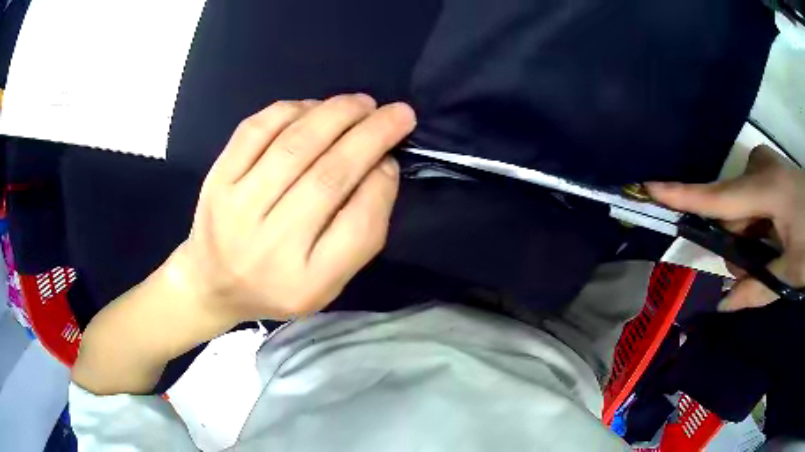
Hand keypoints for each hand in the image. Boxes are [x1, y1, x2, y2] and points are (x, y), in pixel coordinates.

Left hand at [169, 94, 415, 322]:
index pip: (359, 226)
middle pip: (329, 177)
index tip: (395, 158)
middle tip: (398, 113)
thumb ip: (359, 232)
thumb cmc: (276, 284)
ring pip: (295, 145)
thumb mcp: (327, 282)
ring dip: (336, 114)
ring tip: (362, 103)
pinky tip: (314, 107)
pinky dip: (292, 110)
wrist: (214, 282)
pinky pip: (257, 130)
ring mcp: (238, 208)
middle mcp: (271, 244)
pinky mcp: (218, 179)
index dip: (383, 184)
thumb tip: (381, 165)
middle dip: (372, 135)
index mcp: (307, 281)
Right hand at [647, 145, 804, 311]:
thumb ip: (758, 289)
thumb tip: (724, 307)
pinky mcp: (770, 169)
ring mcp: (765, 166)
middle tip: (756, 266)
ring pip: (741, 207)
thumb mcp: (790, 273)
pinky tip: (772, 233)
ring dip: (748, 236)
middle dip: (736, 242)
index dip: (684, 196)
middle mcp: (760, 169)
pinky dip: (756, 223)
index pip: (719, 199)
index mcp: (767, 190)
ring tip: (770, 251)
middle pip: (730, 210)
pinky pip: (751, 198)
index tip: (650, 187)